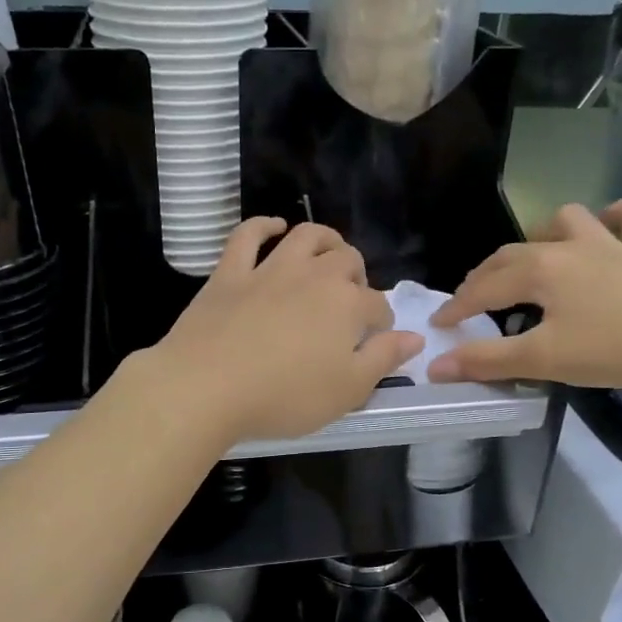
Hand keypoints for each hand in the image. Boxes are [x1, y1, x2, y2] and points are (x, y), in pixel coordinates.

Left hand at [149, 219, 423, 442]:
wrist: (206, 387)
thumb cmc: (284, 397)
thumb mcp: (347, 391)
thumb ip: (384, 360)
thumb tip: (414, 337)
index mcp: (347, 305)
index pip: (378, 306)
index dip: (382, 323)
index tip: (374, 341)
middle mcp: (314, 276)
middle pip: (348, 261)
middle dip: (357, 276)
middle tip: (350, 301)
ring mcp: (269, 269)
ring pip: (306, 236)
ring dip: (324, 239)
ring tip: (328, 253)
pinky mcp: (230, 272)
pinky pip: (248, 235)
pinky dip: (263, 225)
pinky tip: (274, 227)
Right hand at [427, 197, 621, 388]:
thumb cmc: (614, 348)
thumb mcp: (543, 360)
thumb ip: (487, 361)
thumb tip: (435, 366)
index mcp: (540, 270)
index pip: (484, 288)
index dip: (457, 307)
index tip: (439, 327)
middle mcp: (570, 247)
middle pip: (514, 253)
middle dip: (486, 275)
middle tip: (472, 300)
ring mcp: (614, 244)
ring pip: (569, 220)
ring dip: (546, 234)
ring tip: (537, 257)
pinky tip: (613, 226)